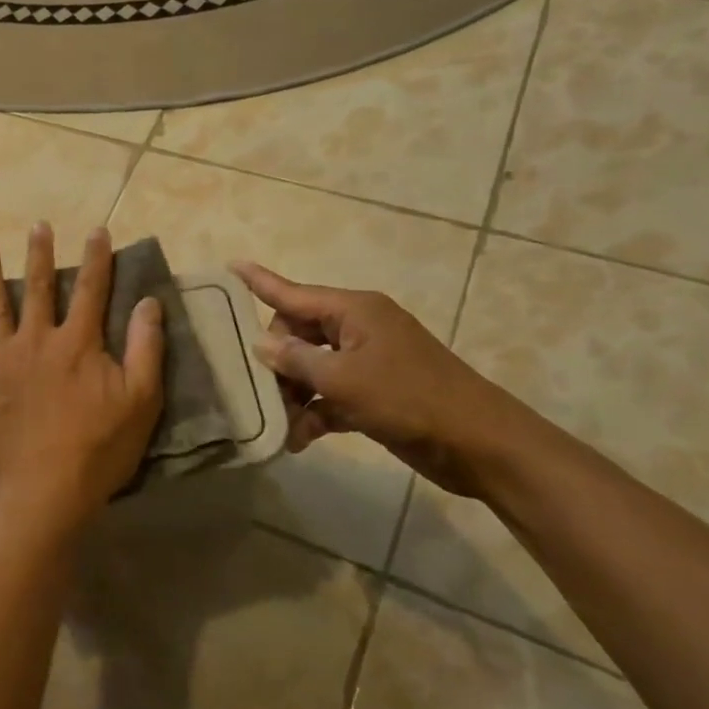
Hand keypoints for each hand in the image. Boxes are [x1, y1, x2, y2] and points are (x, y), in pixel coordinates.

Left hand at [0, 224, 164, 537]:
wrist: (45, 488)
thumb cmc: (99, 447)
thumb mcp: (140, 399)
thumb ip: (145, 347)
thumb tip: (149, 302)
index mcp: (78, 342)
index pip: (91, 290)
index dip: (97, 259)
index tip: (97, 231)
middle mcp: (37, 340)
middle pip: (38, 288)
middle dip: (40, 255)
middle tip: (38, 226)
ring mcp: (2, 362)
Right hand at [232, 261, 531, 499]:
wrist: (478, 444)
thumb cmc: (408, 399)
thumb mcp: (343, 379)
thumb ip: (296, 360)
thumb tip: (263, 345)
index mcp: (353, 311)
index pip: (293, 292)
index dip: (260, 281)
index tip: (230, 265)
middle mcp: (358, 329)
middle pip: (298, 334)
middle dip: (276, 361)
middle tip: (261, 389)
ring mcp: (368, 361)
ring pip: (312, 368)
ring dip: (294, 394)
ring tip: (279, 424)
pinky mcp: (375, 392)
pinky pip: (331, 395)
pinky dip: (315, 413)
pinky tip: (298, 439)